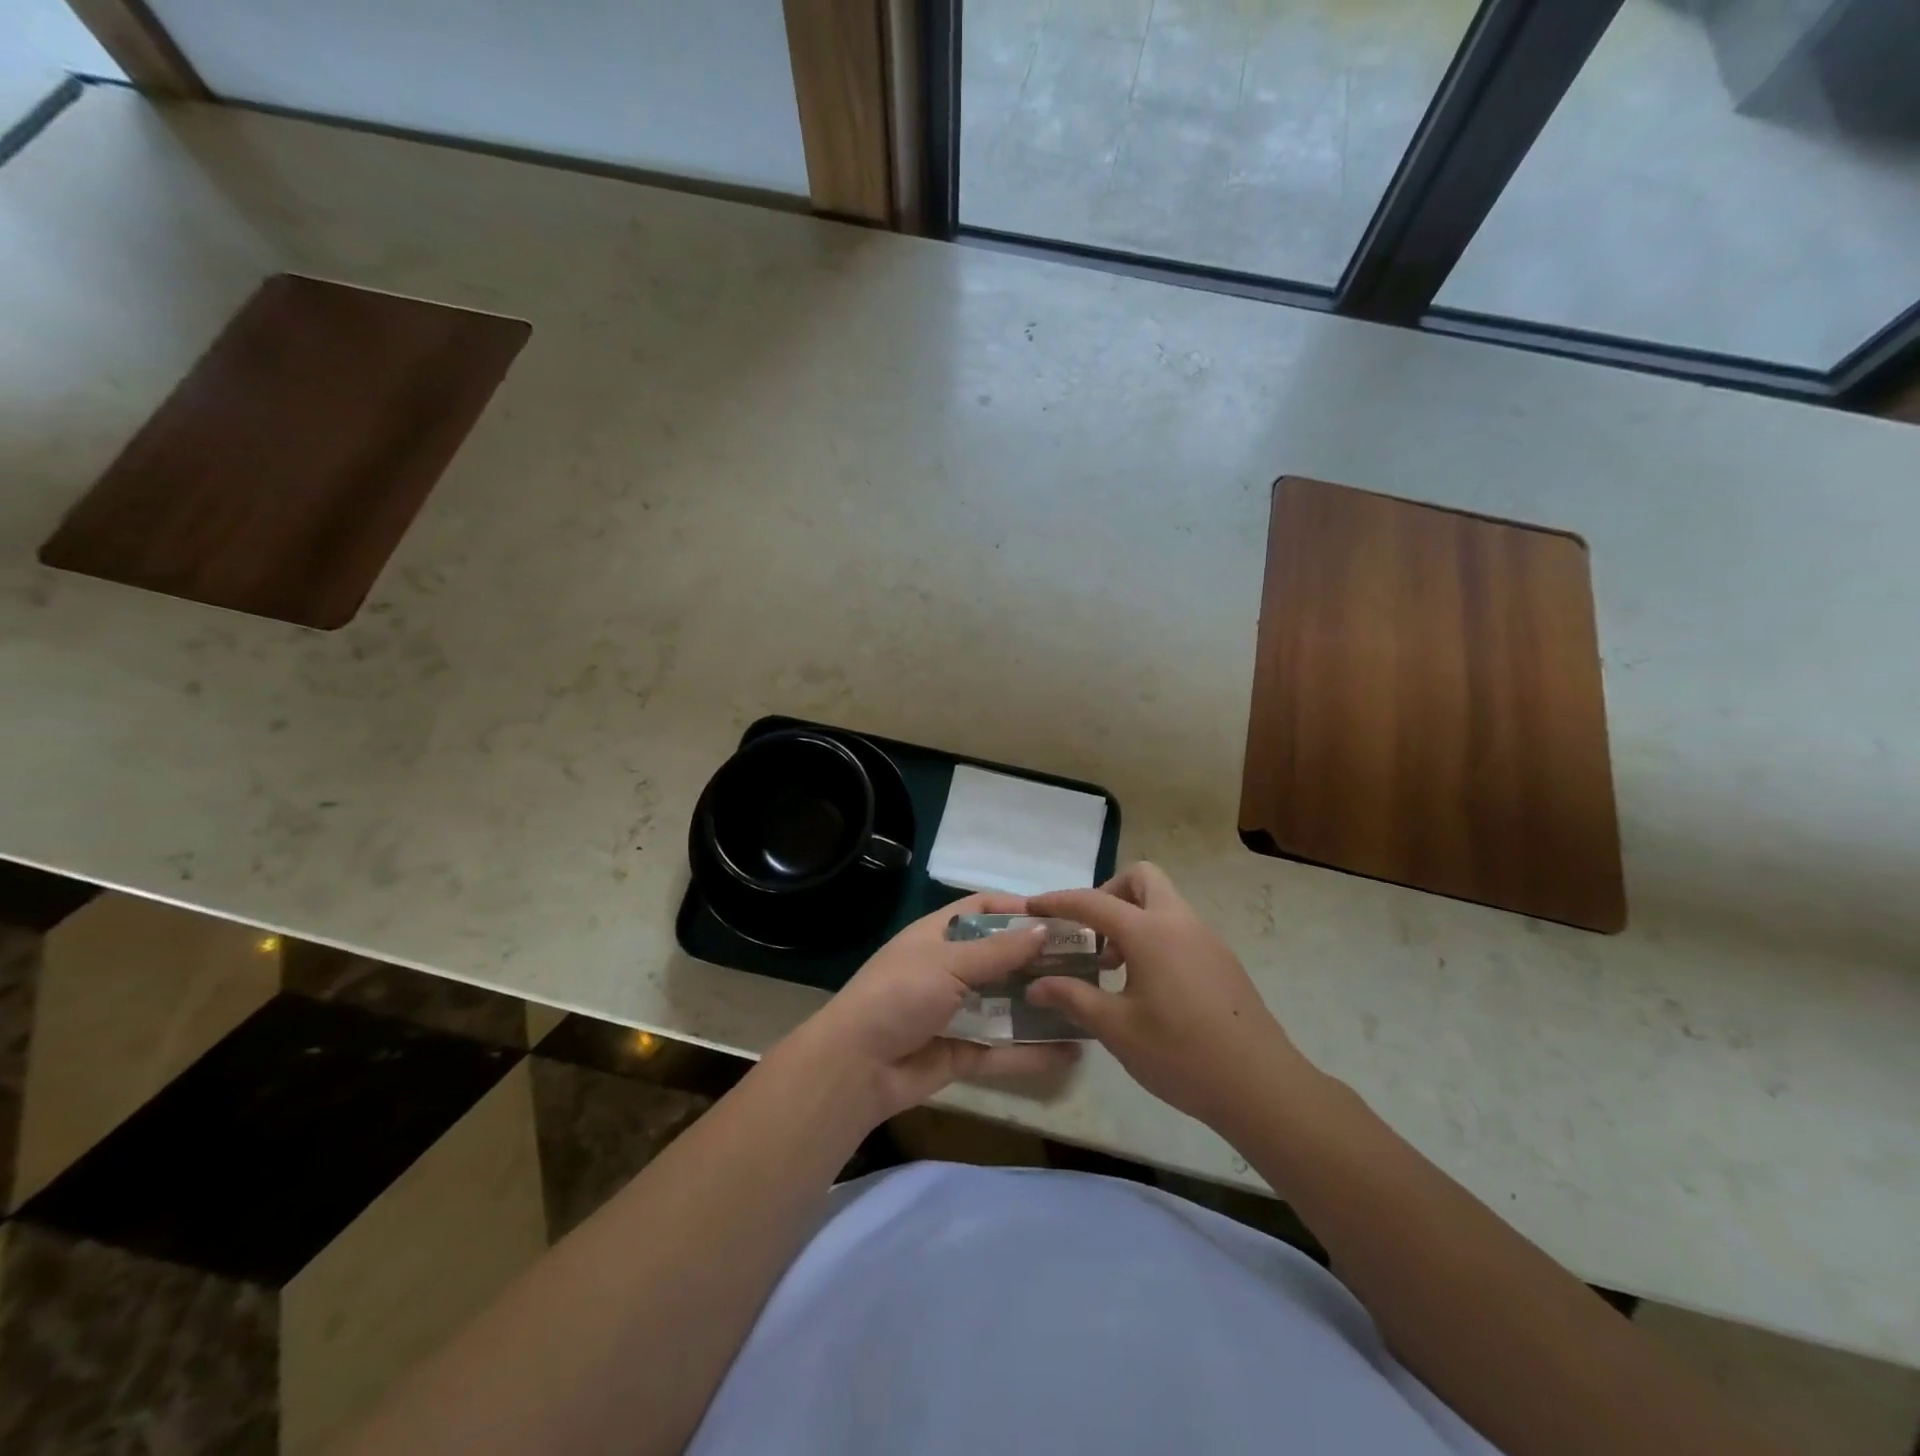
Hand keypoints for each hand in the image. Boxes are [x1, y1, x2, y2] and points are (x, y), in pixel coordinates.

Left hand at [784, 893, 1079, 1124]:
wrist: (856, 1066)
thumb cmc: (899, 995)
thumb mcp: (948, 963)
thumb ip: (998, 951)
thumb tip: (1044, 928)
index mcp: (938, 936)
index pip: (982, 911)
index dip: (1017, 910)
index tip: (1061, 917)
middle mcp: (950, 970)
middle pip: (1002, 958)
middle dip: (1040, 960)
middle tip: (1089, 962)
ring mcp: (957, 1013)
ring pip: (1008, 1005)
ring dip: (1042, 1004)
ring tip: (1089, 1003)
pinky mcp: (962, 1053)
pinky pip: (1004, 1050)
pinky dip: (1034, 1052)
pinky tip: (1072, 1052)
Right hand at [1027, 863, 1308, 1129]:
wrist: (1262, 1087)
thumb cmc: (1181, 1054)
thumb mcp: (1117, 1029)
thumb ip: (1073, 998)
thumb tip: (1036, 985)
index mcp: (1150, 932)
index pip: (1093, 902)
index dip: (1058, 901)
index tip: (1032, 907)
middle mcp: (1180, 922)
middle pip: (1141, 878)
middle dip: (1108, 893)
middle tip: (1089, 932)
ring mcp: (1206, 938)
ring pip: (1163, 903)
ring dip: (1131, 918)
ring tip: (1111, 966)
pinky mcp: (1221, 960)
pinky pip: (1179, 927)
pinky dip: (1153, 936)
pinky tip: (1145, 984)